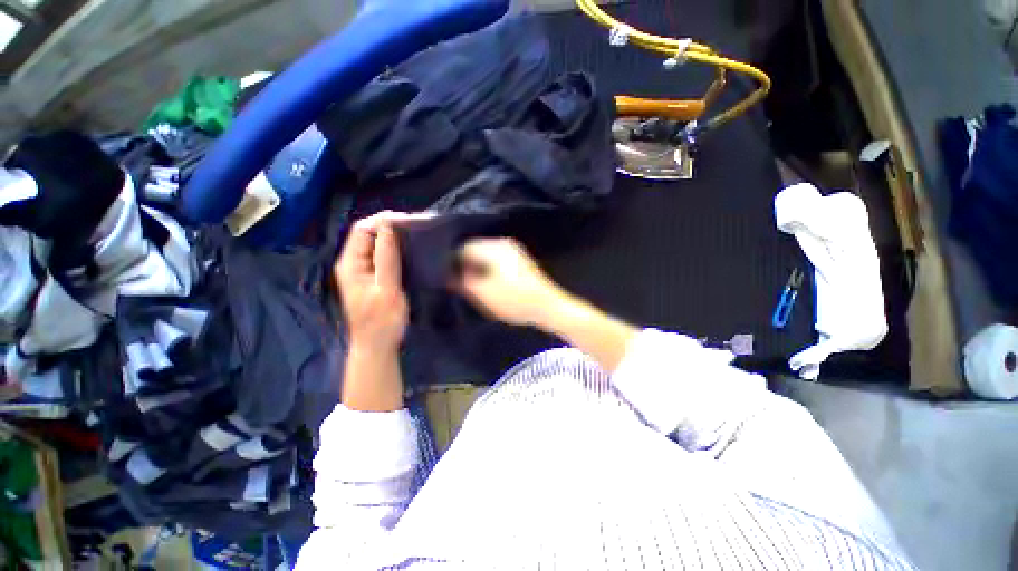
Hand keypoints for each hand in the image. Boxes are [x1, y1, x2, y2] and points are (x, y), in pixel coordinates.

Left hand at [334, 212, 416, 350]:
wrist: (377, 347)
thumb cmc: (382, 322)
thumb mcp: (386, 289)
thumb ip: (387, 258)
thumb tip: (388, 226)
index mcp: (351, 263)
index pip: (363, 229)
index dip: (384, 221)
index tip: (410, 221)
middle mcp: (353, 262)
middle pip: (369, 234)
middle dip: (392, 226)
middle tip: (418, 227)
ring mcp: (363, 270)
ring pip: (378, 244)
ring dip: (396, 237)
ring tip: (418, 234)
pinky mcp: (374, 277)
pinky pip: (384, 256)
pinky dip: (398, 249)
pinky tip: (412, 250)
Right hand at [455, 238, 569, 327]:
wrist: (549, 308)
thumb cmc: (515, 300)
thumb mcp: (483, 293)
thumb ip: (462, 281)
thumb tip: (448, 274)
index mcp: (494, 247)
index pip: (463, 248)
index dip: (452, 263)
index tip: (446, 278)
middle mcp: (503, 244)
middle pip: (475, 251)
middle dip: (465, 266)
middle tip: (457, 284)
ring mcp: (514, 252)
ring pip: (485, 257)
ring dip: (476, 270)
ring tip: (471, 287)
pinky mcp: (520, 263)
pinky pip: (496, 263)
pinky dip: (488, 272)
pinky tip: (487, 286)